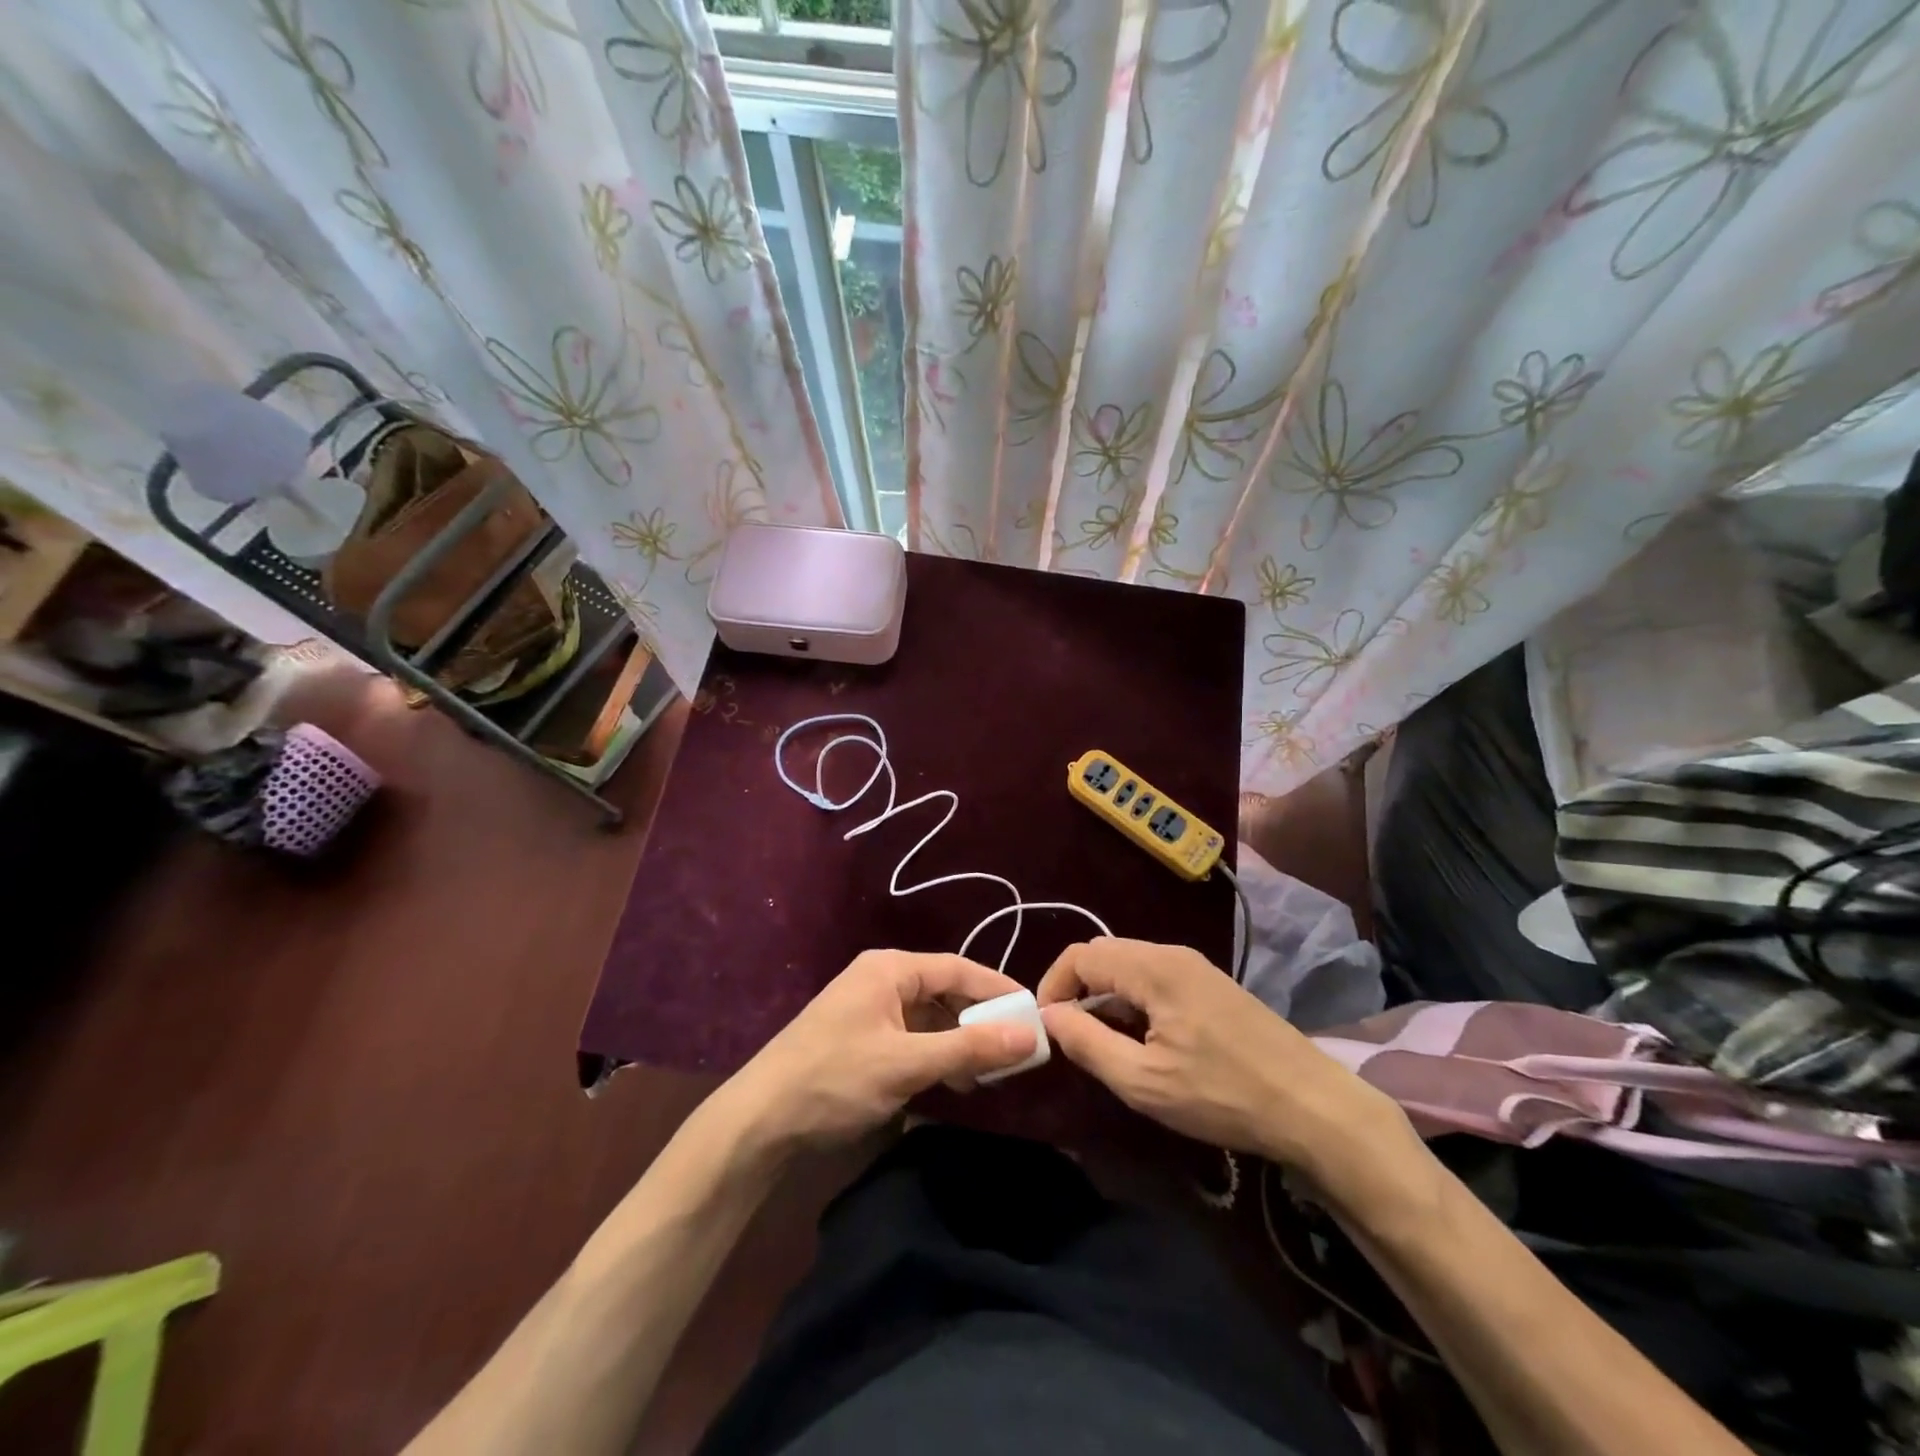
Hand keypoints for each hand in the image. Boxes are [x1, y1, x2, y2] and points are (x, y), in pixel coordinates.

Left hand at [719, 951, 1036, 1153]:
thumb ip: (968, 1048)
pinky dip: (936, 1056)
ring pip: (930, 1018)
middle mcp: (881, 980)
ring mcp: (869, 1010)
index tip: (1033, 1012)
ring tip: (989, 1074)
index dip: (997, 990)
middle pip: (944, 992)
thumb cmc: (834, 1079)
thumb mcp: (906, 1064)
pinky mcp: (862, 1040)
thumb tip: (1029, 1034)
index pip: (957, 968)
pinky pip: (912, 1038)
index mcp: (889, 969)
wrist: (758, 1122)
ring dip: (959, 1043)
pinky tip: (953, 1082)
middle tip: (1016, 1050)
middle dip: (979, 1021)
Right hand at [1037, 938, 1426, 1207]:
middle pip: (1104, 955)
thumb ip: (1088, 1044)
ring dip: (1106, 997)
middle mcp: (1172, 953)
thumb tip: (1048, 1017)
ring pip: (1130, 966)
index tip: (1047, 1028)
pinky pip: (1156, 978)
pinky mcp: (1212, 984)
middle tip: (1074, 1038)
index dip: (1053, 986)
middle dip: (1078, 991)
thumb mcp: (1144, 1082)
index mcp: (1153, 968)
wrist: (1314, 1107)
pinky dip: (1134, 1000)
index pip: (1080, 956)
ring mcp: (1196, 966)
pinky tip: (1146, 1041)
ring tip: (1107, 1044)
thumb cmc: (1223, 1095)